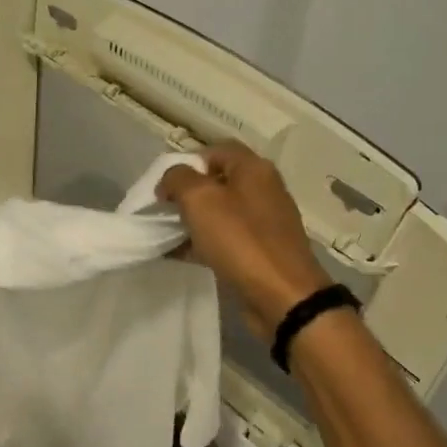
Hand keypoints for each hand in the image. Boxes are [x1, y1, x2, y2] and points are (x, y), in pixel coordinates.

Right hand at [157, 143, 331, 339]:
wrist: (282, 296)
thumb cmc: (240, 241)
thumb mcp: (200, 200)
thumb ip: (178, 179)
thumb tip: (171, 179)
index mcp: (254, 168)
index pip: (215, 151)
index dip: (186, 163)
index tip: (164, 187)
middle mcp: (263, 189)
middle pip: (217, 182)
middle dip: (187, 194)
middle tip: (165, 211)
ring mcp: (264, 222)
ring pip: (221, 212)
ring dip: (193, 221)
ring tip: (168, 236)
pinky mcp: (261, 251)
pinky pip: (227, 239)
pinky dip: (205, 243)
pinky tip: (182, 255)